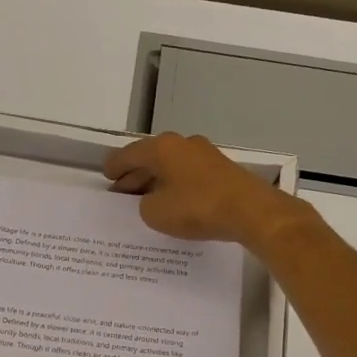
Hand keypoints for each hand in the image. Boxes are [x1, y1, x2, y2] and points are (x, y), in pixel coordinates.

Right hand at [104, 132, 299, 245]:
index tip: (107, 177)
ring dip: (156, 180)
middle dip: (134, 175)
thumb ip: (144, 204)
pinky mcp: (221, 169)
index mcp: (161, 148)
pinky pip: (187, 174)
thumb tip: (151, 199)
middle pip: (150, 157)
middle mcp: (182, 143)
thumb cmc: (196, 207)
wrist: (250, 211)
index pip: (128, 154)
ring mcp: (204, 154)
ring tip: (146, 199)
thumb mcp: (156, 213)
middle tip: (122, 192)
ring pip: (170, 165)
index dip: (114, 167)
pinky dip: (175, 185)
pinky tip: (173, 201)